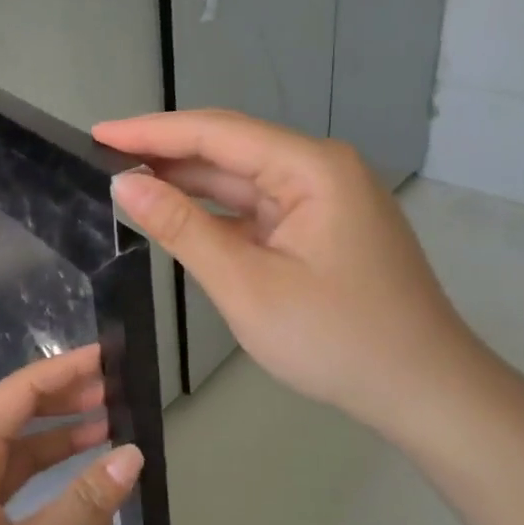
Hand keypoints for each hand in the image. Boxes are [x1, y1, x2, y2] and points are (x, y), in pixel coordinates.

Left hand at [0, 347, 145, 524]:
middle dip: (64, 398)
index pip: (20, 391)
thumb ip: (82, 504)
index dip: (64, 370)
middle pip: (16, 413)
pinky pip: (6, 483)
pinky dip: (42, 477)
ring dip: (56, 438)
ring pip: (13, 449)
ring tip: (107, 426)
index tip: (107, 355)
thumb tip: (132, 456)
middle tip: (117, 390)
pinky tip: (77, 487)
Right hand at [95, 110, 486, 434]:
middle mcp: (320, 169)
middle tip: (101, 158)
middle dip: (165, 153)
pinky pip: (257, 207)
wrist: (426, 392)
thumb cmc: (337, 339)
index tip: (96, 133)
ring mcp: (323, 198)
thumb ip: (183, 228)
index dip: (150, 132)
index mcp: (311, 167)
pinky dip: (216, 211)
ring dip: (188, 181)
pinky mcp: (321, 226)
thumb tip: (125, 184)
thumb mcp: (247, 285)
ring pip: (241, 178)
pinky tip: (177, 214)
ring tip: (126, 181)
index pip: (215, 133)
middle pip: (229, 148)